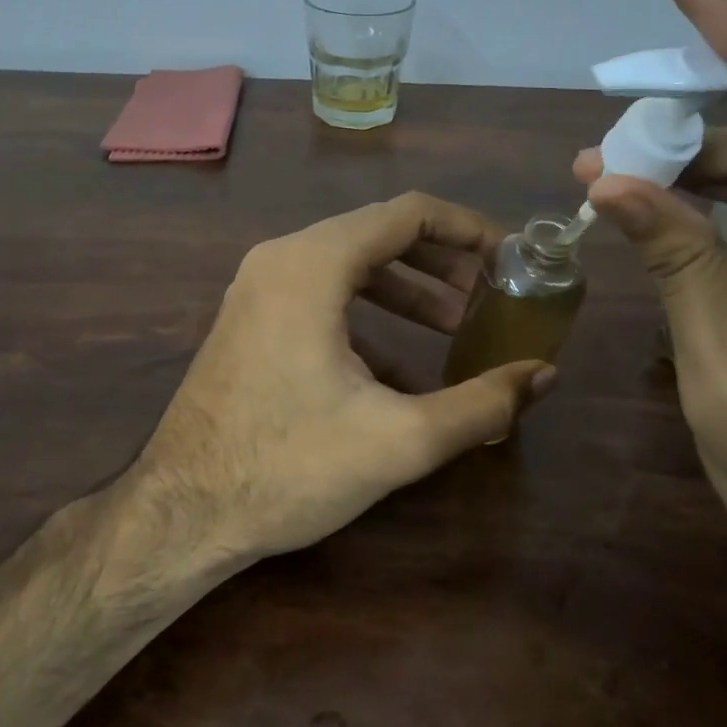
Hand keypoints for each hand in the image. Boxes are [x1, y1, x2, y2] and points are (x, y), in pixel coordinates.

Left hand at [128, 192, 555, 563]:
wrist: (182, 512)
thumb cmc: (288, 468)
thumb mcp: (399, 440)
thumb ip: (481, 404)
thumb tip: (544, 375)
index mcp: (313, 264)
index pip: (406, 214)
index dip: (466, 228)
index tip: (509, 256)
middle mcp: (281, 258)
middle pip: (378, 233)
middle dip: (441, 261)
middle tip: (489, 295)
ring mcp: (259, 286)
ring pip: (349, 264)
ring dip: (406, 288)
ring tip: (456, 326)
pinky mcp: (251, 317)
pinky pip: (322, 294)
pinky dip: (368, 314)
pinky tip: (401, 367)